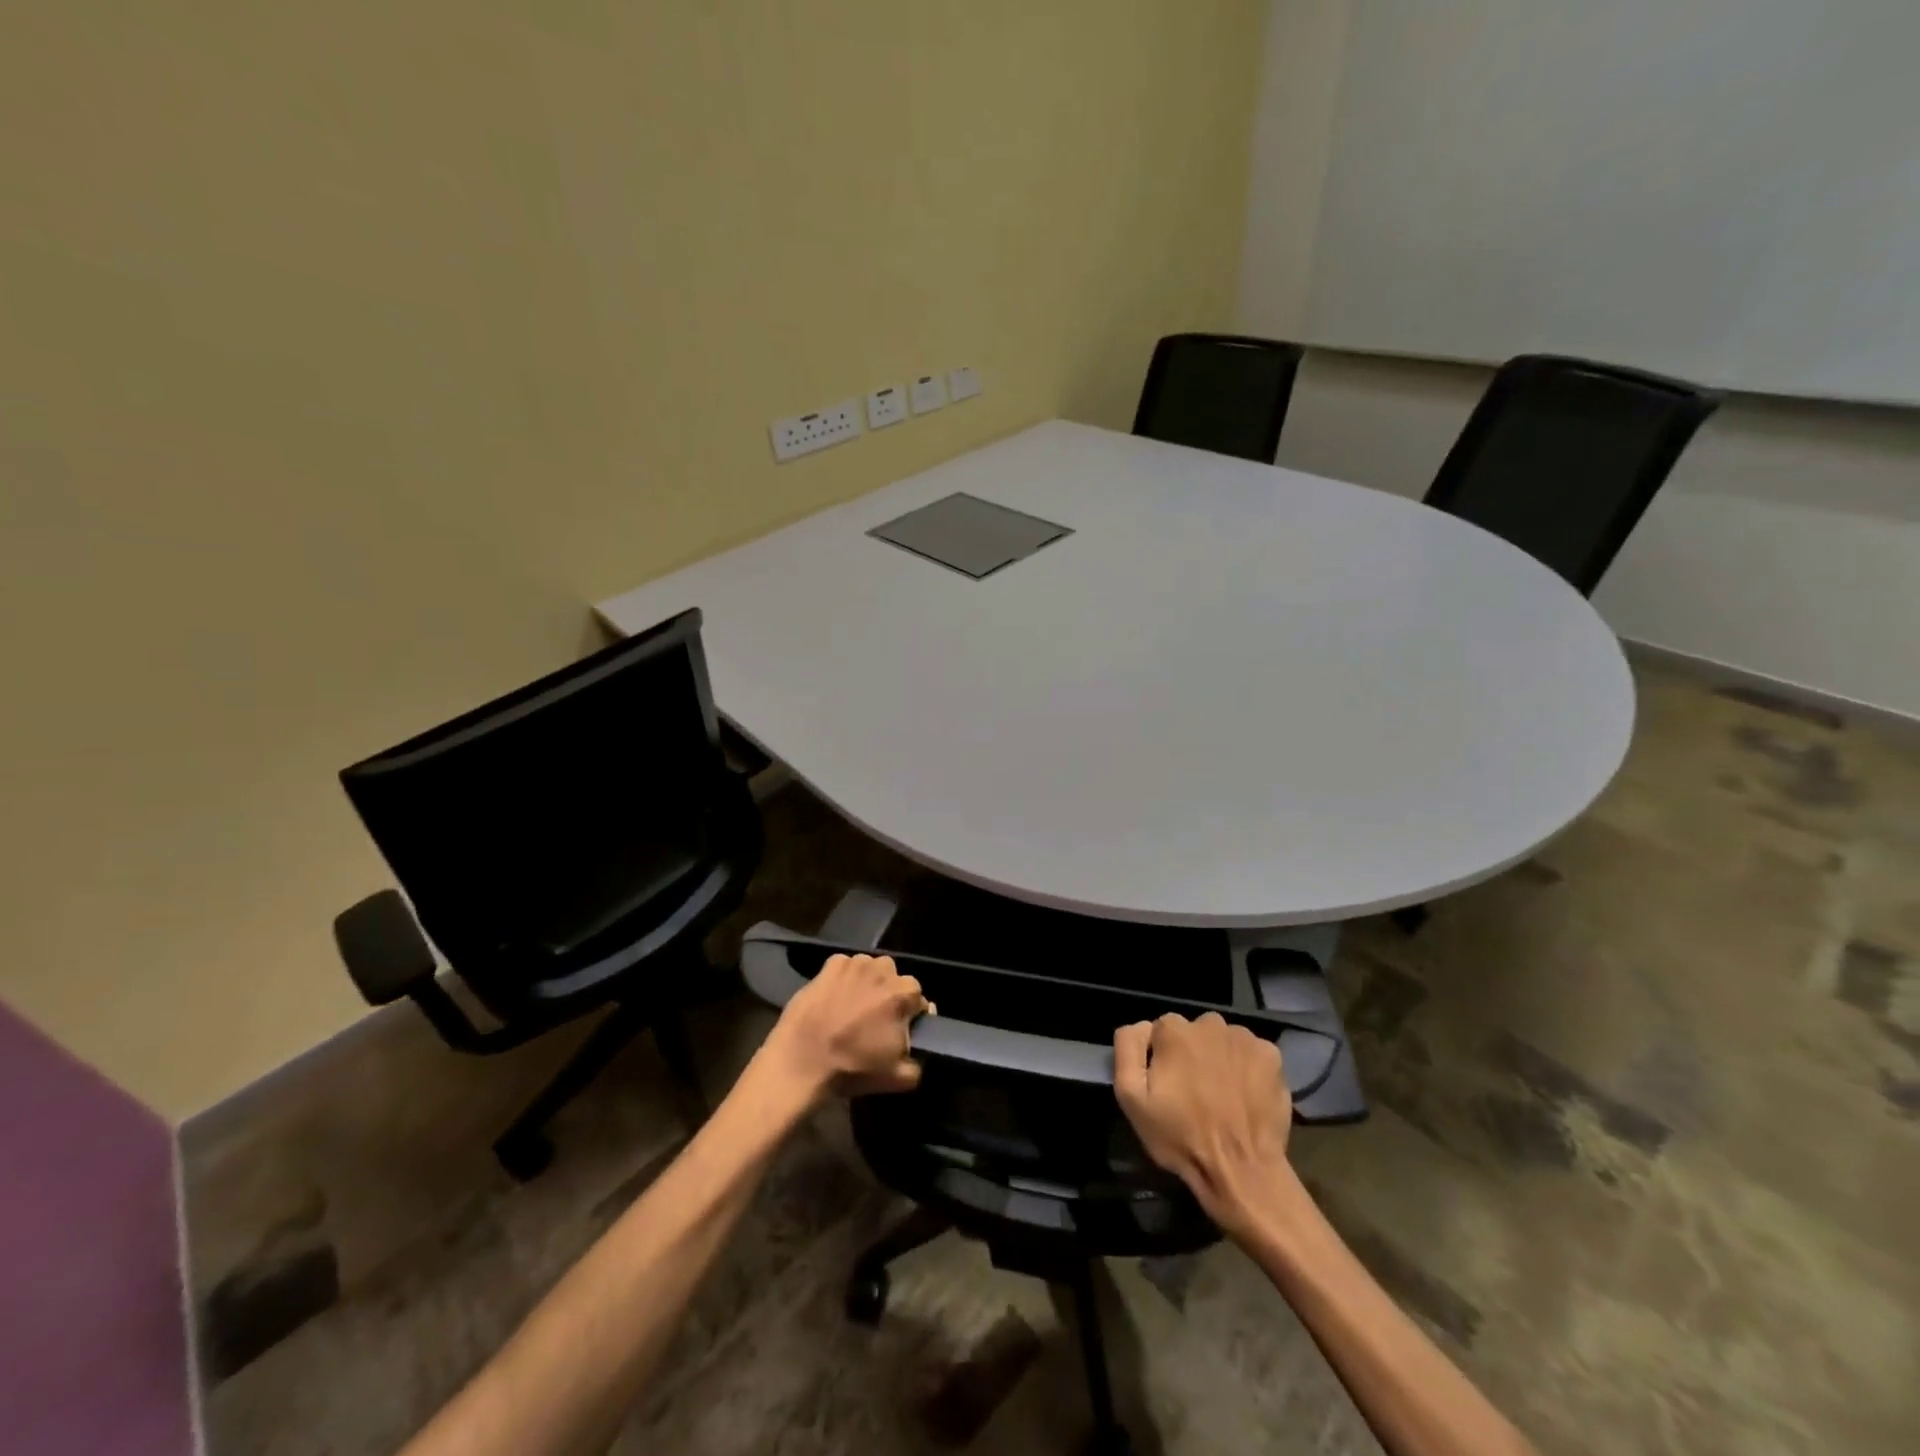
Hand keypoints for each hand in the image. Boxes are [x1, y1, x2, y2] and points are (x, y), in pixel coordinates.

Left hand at [761, 953, 931, 1105]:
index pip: (918, 999)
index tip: (898, 1030)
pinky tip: (834, 998)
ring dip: (868, 984)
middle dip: (889, 996)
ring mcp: (855, 963)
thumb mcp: (899, 1078)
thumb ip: (919, 1061)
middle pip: (895, 980)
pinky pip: (845, 967)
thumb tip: (918, 1045)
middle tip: (875, 1019)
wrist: (801, 1061)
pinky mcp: (830, 964)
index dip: (910, 1015)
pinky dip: (844, 978)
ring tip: (853, 1007)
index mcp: (904, 993)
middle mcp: (884, 969)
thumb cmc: (853, 1068)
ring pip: (871, 970)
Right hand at [1113, 1013, 1291, 1230]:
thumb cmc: (1181, 1137)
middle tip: (1196, 1093)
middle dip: (1191, 1054)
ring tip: (1222, 1096)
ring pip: (1223, 1041)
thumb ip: (1128, 1049)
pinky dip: (1247, 1067)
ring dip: (1219, 1058)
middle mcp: (1210, 1023)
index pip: (1161, 1030)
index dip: (1161, 1058)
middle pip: (1194, 1032)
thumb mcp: (1131, 1098)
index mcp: (1174, 1030)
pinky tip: (1245, 1094)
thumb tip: (1141, 1026)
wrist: (1242, 1172)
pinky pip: (1251, 1053)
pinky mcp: (1272, 1056)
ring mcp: (1245, 1038)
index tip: (1168, 1086)